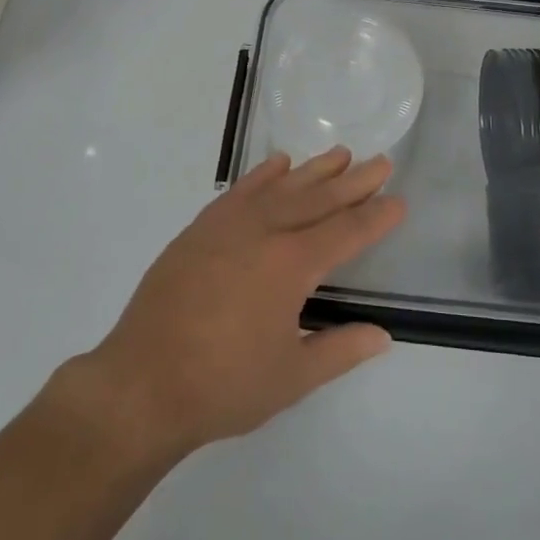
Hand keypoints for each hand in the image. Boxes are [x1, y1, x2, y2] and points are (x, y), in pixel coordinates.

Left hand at [66, 149, 405, 462]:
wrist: (141, 384)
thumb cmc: (222, 386)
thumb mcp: (291, 378)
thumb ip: (340, 350)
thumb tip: (382, 335)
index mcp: (291, 265)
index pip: (346, 232)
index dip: (375, 217)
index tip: (398, 200)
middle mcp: (264, 232)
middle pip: (319, 199)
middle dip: (354, 181)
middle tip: (381, 161)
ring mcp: (228, 225)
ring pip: (281, 187)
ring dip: (314, 170)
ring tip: (341, 154)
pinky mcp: (200, 229)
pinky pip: (240, 190)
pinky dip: (263, 175)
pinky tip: (279, 164)